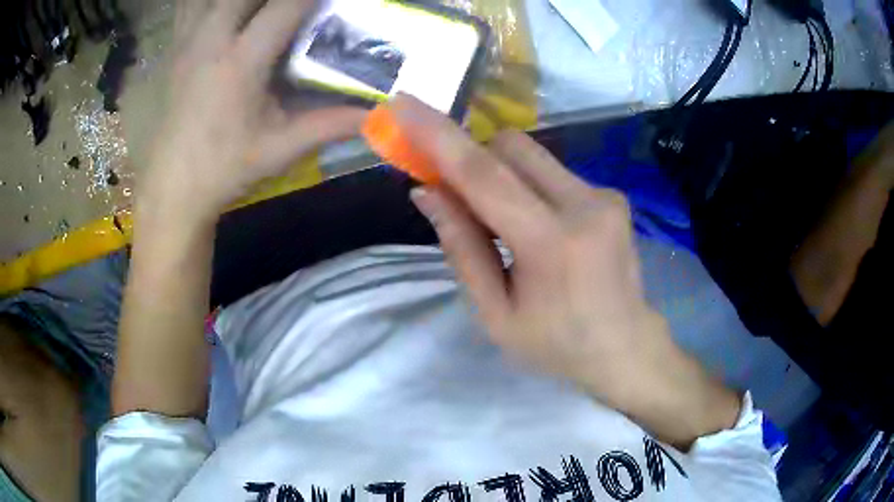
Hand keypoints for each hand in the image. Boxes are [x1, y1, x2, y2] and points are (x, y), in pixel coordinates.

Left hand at [141, 0, 365, 219]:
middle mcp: (211, 40)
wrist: (173, 188)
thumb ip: (331, 124)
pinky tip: (222, 12)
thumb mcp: (281, 148)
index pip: (286, 6)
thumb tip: (379, 116)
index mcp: (241, 62)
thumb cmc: (225, 168)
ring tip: (256, 10)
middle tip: (293, 8)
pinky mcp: (174, 50)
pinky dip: (204, 2)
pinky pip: (188, 7)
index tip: (331, 0)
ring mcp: (187, 42)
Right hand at [393, 95, 739, 447]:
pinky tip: (537, 226)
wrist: (626, 348)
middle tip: (454, 191)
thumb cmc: (557, 345)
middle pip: (509, 145)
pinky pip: (553, 171)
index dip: (437, 135)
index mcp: (552, 244)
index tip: (404, 105)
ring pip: (532, 154)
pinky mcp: (612, 194)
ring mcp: (605, 194)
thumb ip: (462, 247)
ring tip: (503, 222)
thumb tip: (426, 191)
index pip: (483, 175)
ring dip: (501, 174)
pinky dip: (528, 186)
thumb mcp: (496, 314)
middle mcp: (584, 204)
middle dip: (472, 157)